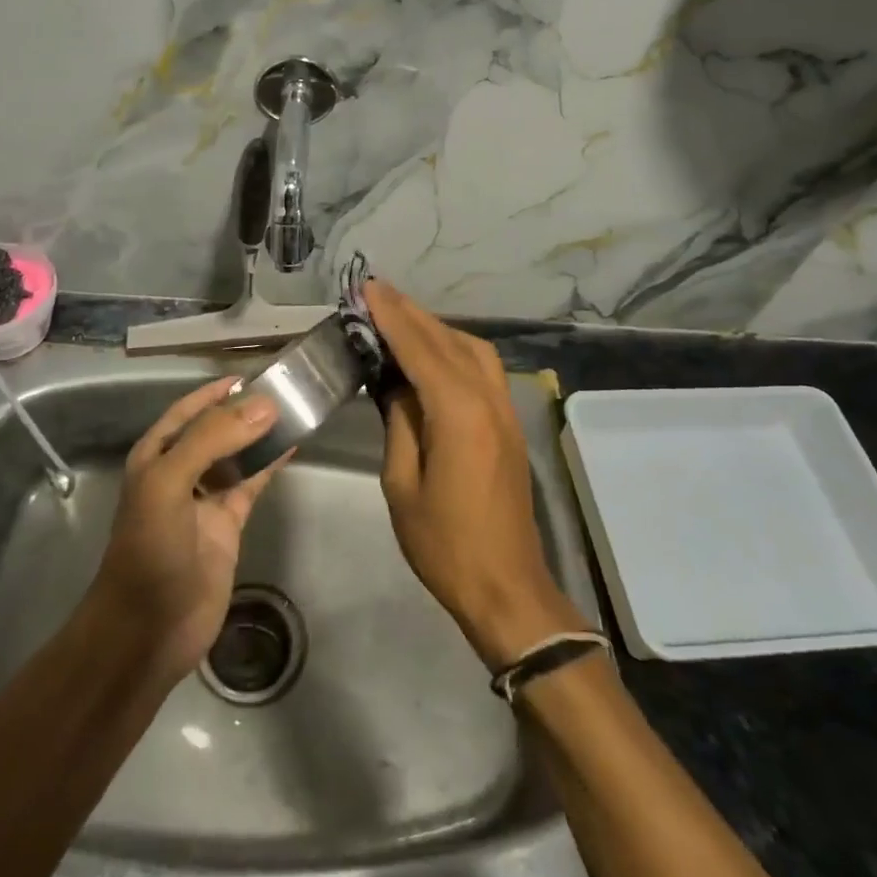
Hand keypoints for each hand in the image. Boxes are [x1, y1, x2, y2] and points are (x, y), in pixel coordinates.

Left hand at [89, 377, 284, 684]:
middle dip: (243, 410)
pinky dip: (270, 464)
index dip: (215, 392)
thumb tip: (264, 404)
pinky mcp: (228, 524)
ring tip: (294, 410)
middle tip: (284, 389)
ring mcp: (205, 499)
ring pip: (237, 455)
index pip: (187, 411)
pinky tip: (292, 446)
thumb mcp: (170, 483)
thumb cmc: (150, 549)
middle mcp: (179, 471)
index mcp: (155, 456)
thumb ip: (213, 439)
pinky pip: (252, 484)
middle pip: (215, 430)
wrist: (148, 629)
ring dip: (260, 435)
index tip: (251, 375)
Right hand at [366, 281, 587, 669]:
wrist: (506, 586)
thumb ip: (400, 424)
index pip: (420, 349)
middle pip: (449, 341)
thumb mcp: (402, 484)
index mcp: (459, 414)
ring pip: (472, 349)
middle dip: (411, 313)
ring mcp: (505, 411)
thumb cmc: (444, 544)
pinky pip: (482, 369)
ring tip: (399, 318)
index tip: (367, 289)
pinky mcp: (509, 424)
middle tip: (376, 293)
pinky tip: (432, 353)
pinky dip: (454, 349)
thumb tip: (395, 385)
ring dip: (436, 328)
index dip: (392, 317)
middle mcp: (488, 400)